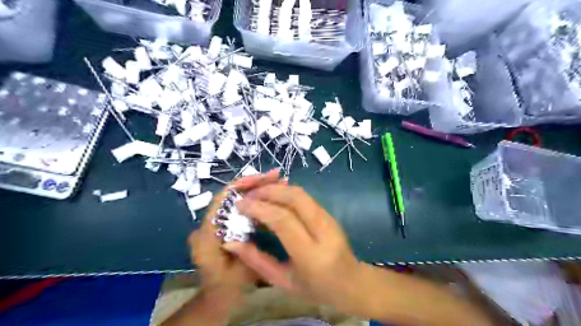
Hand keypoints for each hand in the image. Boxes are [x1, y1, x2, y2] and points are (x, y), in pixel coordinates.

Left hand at [187, 169, 282, 296]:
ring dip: (258, 188)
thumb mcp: (241, 270)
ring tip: (279, 179)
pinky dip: (258, 198)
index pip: (223, 198)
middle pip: (233, 194)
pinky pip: (243, 207)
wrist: (220, 295)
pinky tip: (274, 193)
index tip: (263, 178)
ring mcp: (221, 221)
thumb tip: (251, 217)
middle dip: (254, 183)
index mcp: (208, 231)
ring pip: (239, 198)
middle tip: (277, 175)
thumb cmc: (228, 285)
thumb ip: (242, 249)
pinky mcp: (230, 223)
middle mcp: (212, 221)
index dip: (242, 186)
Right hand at [223, 184, 361, 310]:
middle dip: (268, 191)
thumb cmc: (316, 288)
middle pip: (295, 198)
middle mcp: (324, 231)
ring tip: (257, 193)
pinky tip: (273, 196)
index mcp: (311, 255)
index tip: (240, 205)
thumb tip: (231, 243)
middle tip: (248, 195)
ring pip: (301, 193)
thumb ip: (256, 261)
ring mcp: (330, 219)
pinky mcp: (330, 213)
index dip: (260, 208)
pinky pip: (305, 197)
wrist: (351, 282)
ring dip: (277, 188)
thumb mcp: (283, 281)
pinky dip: (286, 192)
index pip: (284, 220)